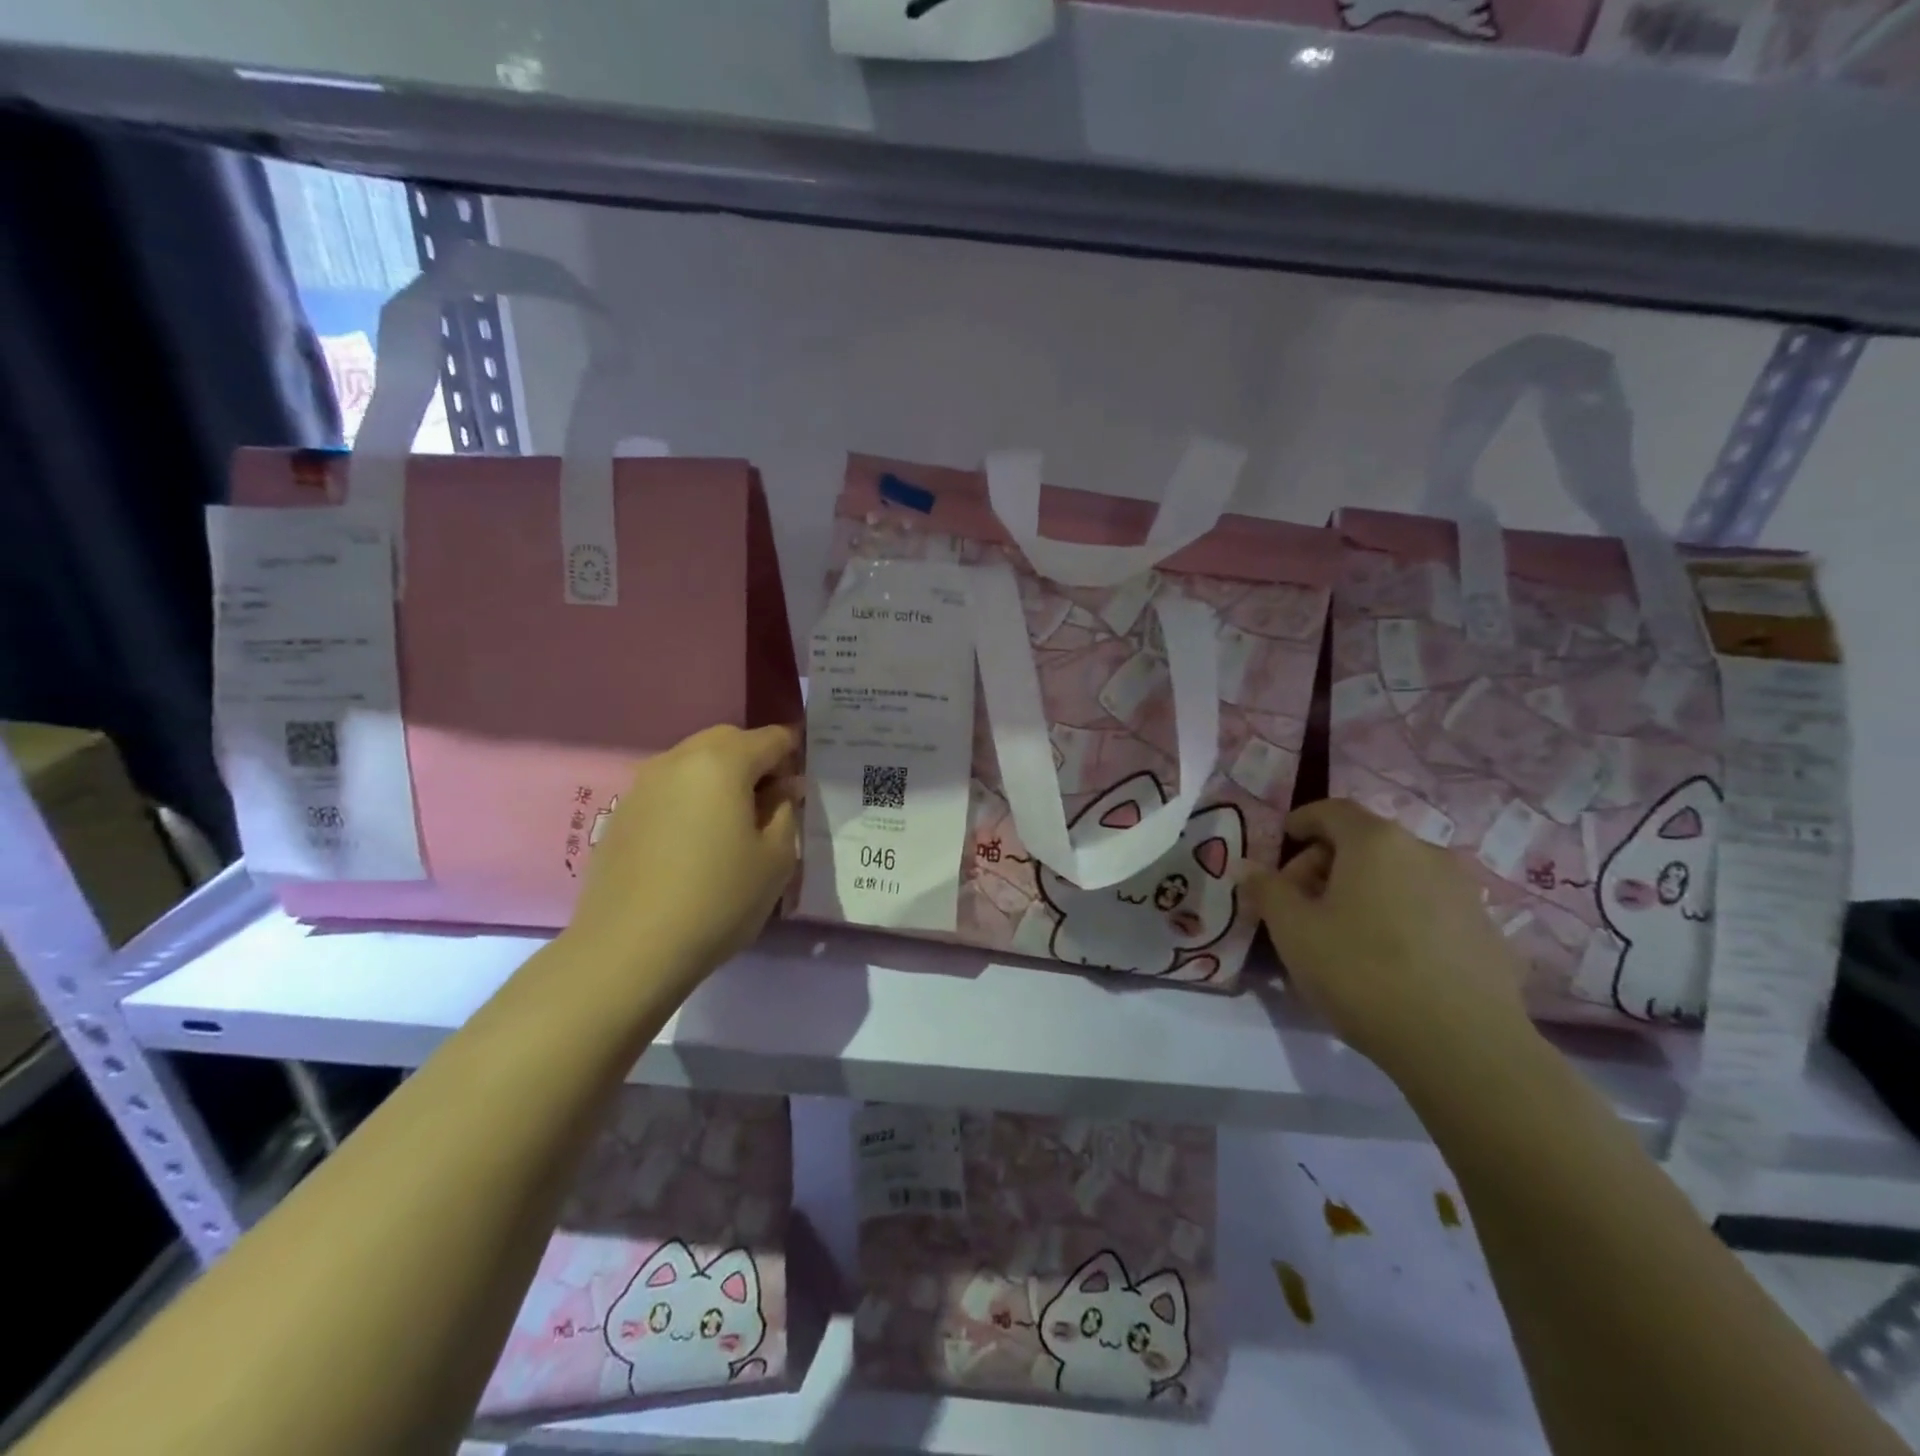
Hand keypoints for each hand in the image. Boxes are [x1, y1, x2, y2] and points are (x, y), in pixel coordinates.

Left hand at [566, 724, 800, 993]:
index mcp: (722, 761)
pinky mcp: (621, 814)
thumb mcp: (777, 859)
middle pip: (728, 742)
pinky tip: (694, 845)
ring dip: (720, 780)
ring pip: (694, 764)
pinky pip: (668, 790)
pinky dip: (689, 801)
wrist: (629, 949)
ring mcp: (643, 785)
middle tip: (770, 806)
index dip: (794, 757)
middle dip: (755, 763)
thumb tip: (781, 790)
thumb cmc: (718, 899)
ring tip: (731, 826)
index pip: (771, 738)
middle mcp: (678, 759)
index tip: (801, 791)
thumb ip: (785, 812)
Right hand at [1244, 799, 1534, 1081]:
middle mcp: (1426, 852)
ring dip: (1365, 891)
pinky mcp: (1489, 931)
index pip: (1332, 810)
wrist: (1462, 1045)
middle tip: (1302, 903)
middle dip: (1327, 863)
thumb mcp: (1293, 930)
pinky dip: (1401, 917)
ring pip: (1399, 876)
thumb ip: (1267, 890)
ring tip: (1344, 935)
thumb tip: (1250, 869)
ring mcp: (1465, 891)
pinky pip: (1429, 908)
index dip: (1302, 821)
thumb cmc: (1361, 972)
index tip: (1283, 840)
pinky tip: (1389, 961)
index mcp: (1376, 841)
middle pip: (1365, 842)